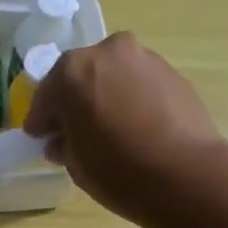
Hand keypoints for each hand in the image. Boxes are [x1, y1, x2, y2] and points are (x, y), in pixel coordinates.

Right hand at [22, 31, 227, 225]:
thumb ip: (64, 144)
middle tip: (76, 131)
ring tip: (111, 129)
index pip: (46, 96)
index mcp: (72, 72)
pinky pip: (139, 84)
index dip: (41, 121)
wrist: (186, 175)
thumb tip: (64, 140)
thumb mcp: (75, 164)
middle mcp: (107, 53)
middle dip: (74, 102)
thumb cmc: (118, 171)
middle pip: (80, 77)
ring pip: (113, 76)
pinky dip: (132, 99)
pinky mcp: (172, 72)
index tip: (41, 139)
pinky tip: (137, 127)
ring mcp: (144, 58)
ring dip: (105, 96)